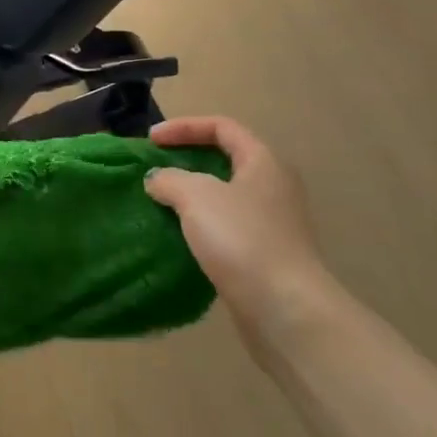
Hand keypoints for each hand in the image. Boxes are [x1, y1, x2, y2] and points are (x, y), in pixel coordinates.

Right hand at [145, 115, 334, 350]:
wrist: (285, 310)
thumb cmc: (242, 239)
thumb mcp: (196, 197)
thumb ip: (170, 179)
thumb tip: (158, 179)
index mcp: (263, 162)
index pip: (222, 127)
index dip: (184, 126)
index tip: (151, 140)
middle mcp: (273, 187)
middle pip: (226, 160)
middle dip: (187, 160)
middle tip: (155, 170)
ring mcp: (273, 224)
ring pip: (225, 197)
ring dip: (191, 197)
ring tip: (160, 204)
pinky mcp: (265, 256)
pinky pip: (227, 229)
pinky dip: (201, 226)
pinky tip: (179, 238)